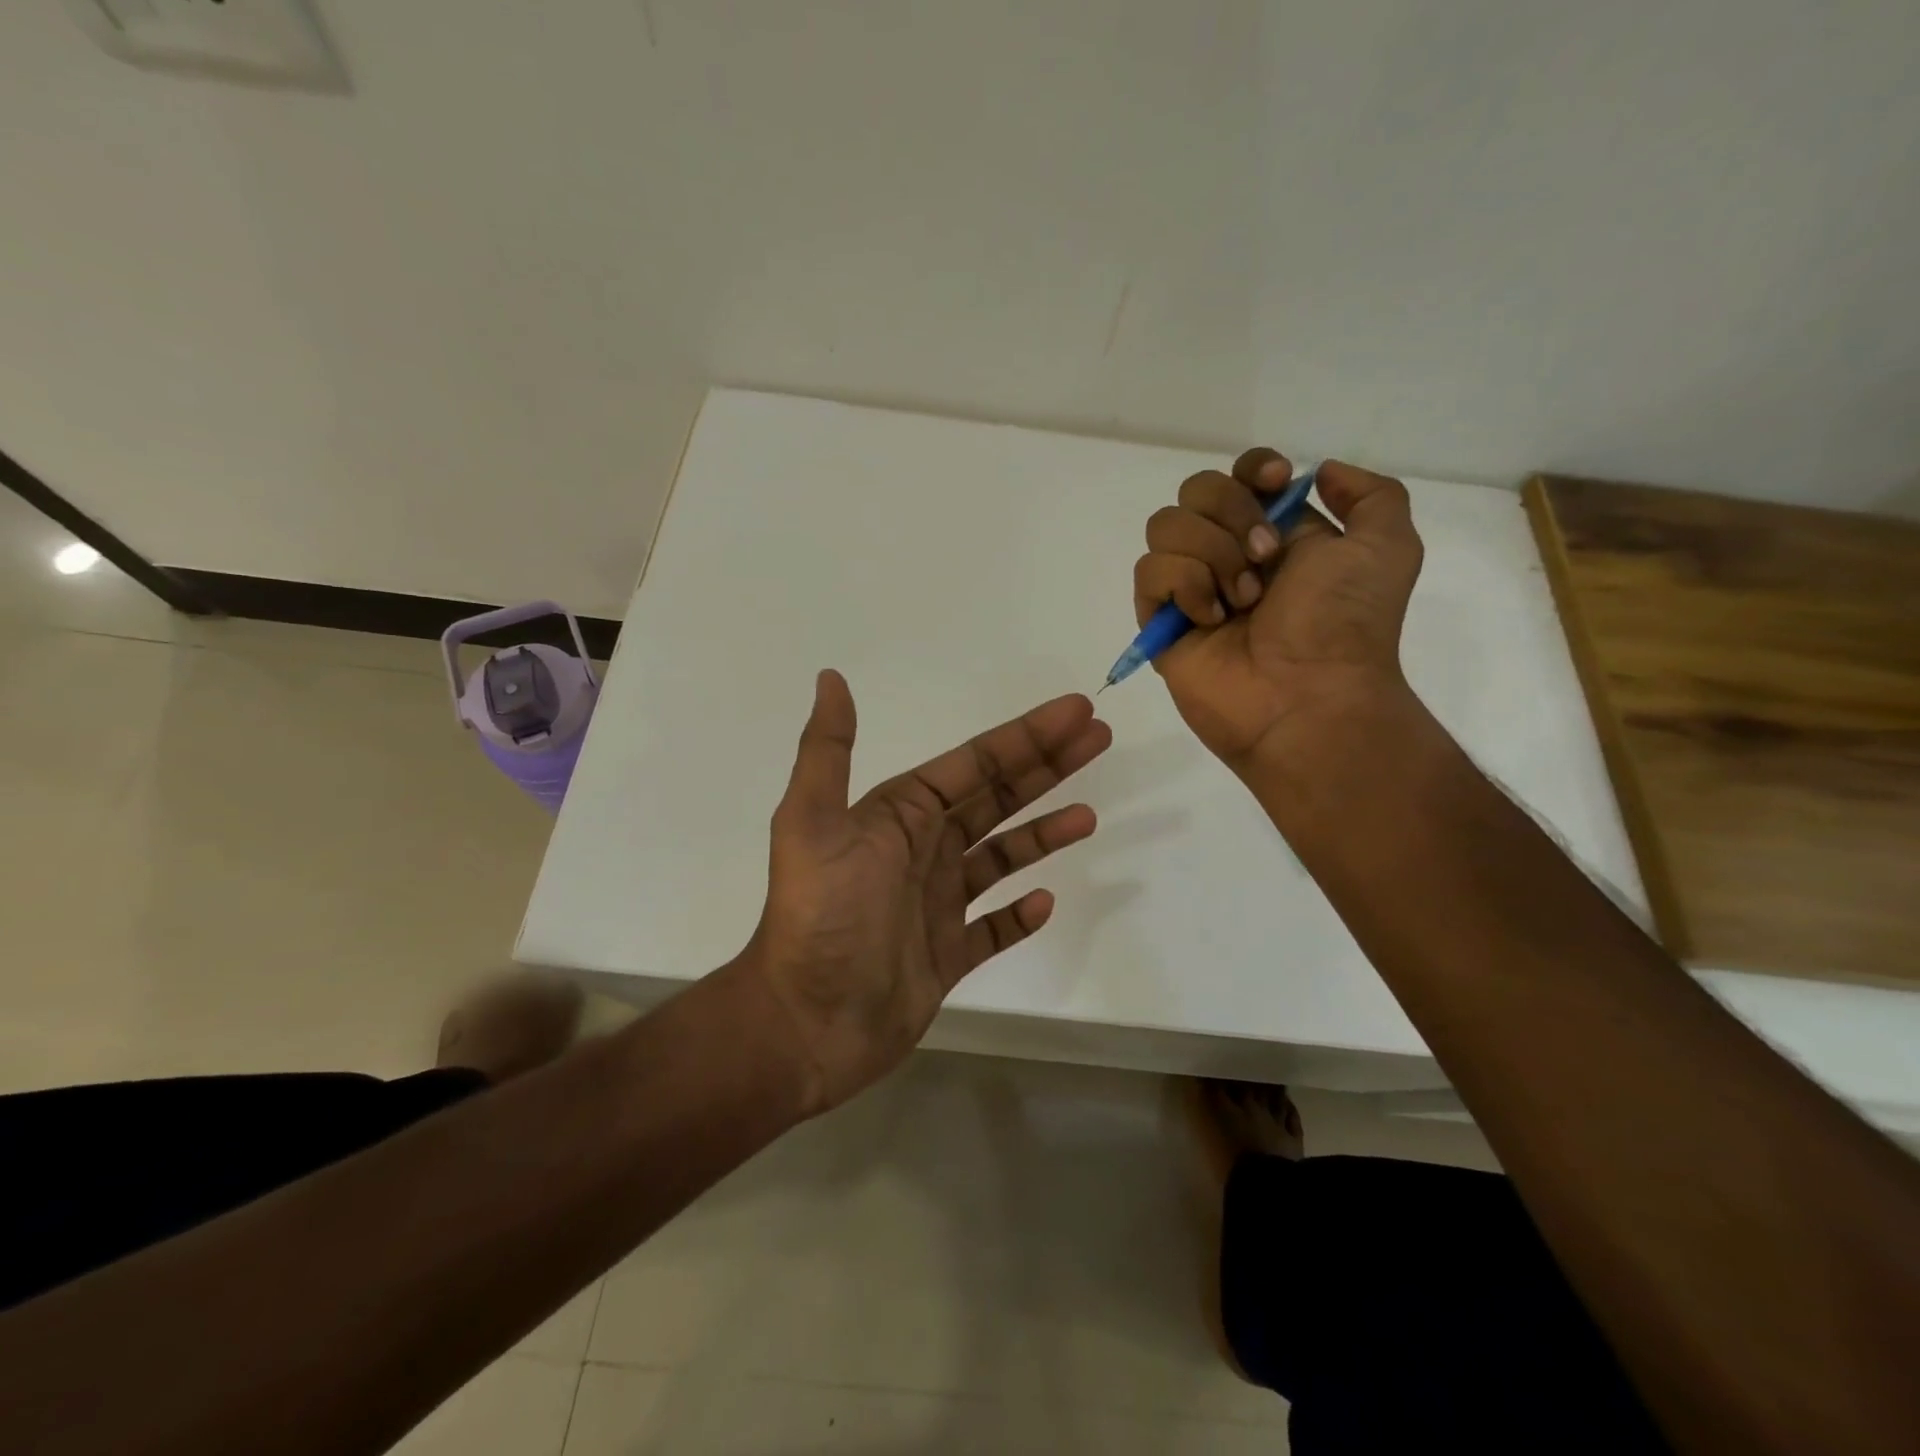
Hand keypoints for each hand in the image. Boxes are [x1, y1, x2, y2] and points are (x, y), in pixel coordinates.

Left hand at [741, 670, 1110, 1113]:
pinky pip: (991, 928)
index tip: (1076, 712)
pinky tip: (1044, 901)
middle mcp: (920, 851)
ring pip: (999, 859)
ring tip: (1087, 816)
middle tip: (1099, 740)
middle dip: (1046, 767)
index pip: (974, 764)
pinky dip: (1017, 914)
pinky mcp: (944, 956)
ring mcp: (934, 905)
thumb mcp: (812, 823)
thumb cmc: (819, 919)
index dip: (1025, 736)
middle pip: (996, 798)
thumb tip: (831, 677)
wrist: (804, 1024)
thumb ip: (827, 751)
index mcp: (898, 815)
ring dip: (1041, 834)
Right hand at [1133, 448, 1423, 768]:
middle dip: (1232, 512)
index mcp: (1276, 534)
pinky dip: (1185, 586)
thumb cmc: (1347, 623)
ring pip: (1165, 526)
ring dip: (1211, 553)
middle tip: (1265, 559)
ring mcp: (1190, 587)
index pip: (1239, 474)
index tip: (1275, 484)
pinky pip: (1149, 572)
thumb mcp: (1389, 547)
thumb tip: (1317, 473)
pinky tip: (1212, 620)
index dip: (1251, 468)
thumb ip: (1372, 494)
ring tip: (1243, 600)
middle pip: (1195, 490)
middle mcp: (1228, 554)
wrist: (1308, 695)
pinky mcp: (1160, 620)